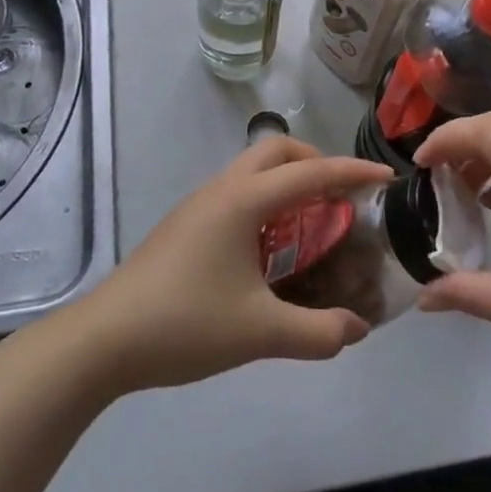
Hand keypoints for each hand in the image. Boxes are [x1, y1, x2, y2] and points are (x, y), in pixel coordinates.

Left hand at [70, 137, 392, 391]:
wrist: (103, 340)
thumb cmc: (184, 323)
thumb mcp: (260, 332)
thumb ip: (317, 332)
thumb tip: (357, 330)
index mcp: (242, 201)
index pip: (310, 172)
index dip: (352, 172)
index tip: (386, 177)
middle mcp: (221, 190)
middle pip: (275, 151)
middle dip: (314, 163)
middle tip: (341, 199)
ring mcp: (198, 206)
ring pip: (252, 171)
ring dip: (287, 183)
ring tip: (312, 225)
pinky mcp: (184, 226)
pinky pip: (237, 195)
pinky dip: (265, 203)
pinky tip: (270, 250)